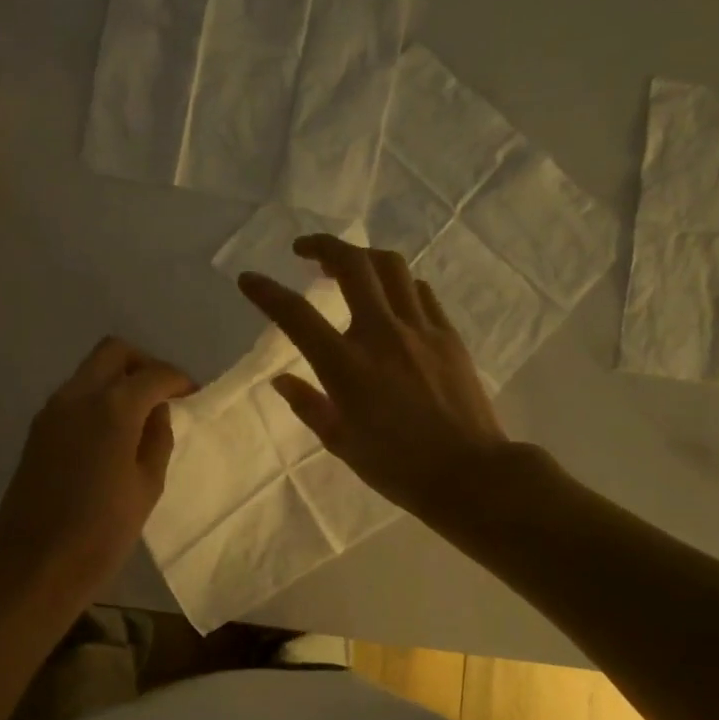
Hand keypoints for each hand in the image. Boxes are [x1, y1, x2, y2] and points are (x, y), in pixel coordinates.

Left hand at [0, 337, 194, 613]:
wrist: (34, 566)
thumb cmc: (101, 534)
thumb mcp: (146, 487)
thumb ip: (157, 440)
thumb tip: (157, 412)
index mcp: (112, 409)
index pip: (153, 374)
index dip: (178, 380)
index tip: (193, 394)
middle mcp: (77, 396)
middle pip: (113, 352)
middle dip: (144, 364)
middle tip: (164, 393)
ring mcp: (51, 411)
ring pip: (89, 371)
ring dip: (118, 380)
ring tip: (141, 415)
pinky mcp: (36, 431)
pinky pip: (73, 396)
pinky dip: (97, 399)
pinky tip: (112, 433)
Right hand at [237, 235, 510, 518]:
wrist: (470, 473)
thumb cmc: (397, 467)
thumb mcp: (341, 443)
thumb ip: (309, 405)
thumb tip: (282, 380)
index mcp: (346, 366)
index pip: (296, 316)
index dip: (267, 293)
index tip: (248, 279)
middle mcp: (382, 335)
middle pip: (352, 265)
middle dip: (322, 246)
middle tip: (304, 250)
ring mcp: (420, 329)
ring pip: (390, 267)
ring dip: (362, 257)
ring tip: (346, 266)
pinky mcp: (448, 334)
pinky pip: (419, 291)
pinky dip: (397, 284)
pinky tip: (389, 297)